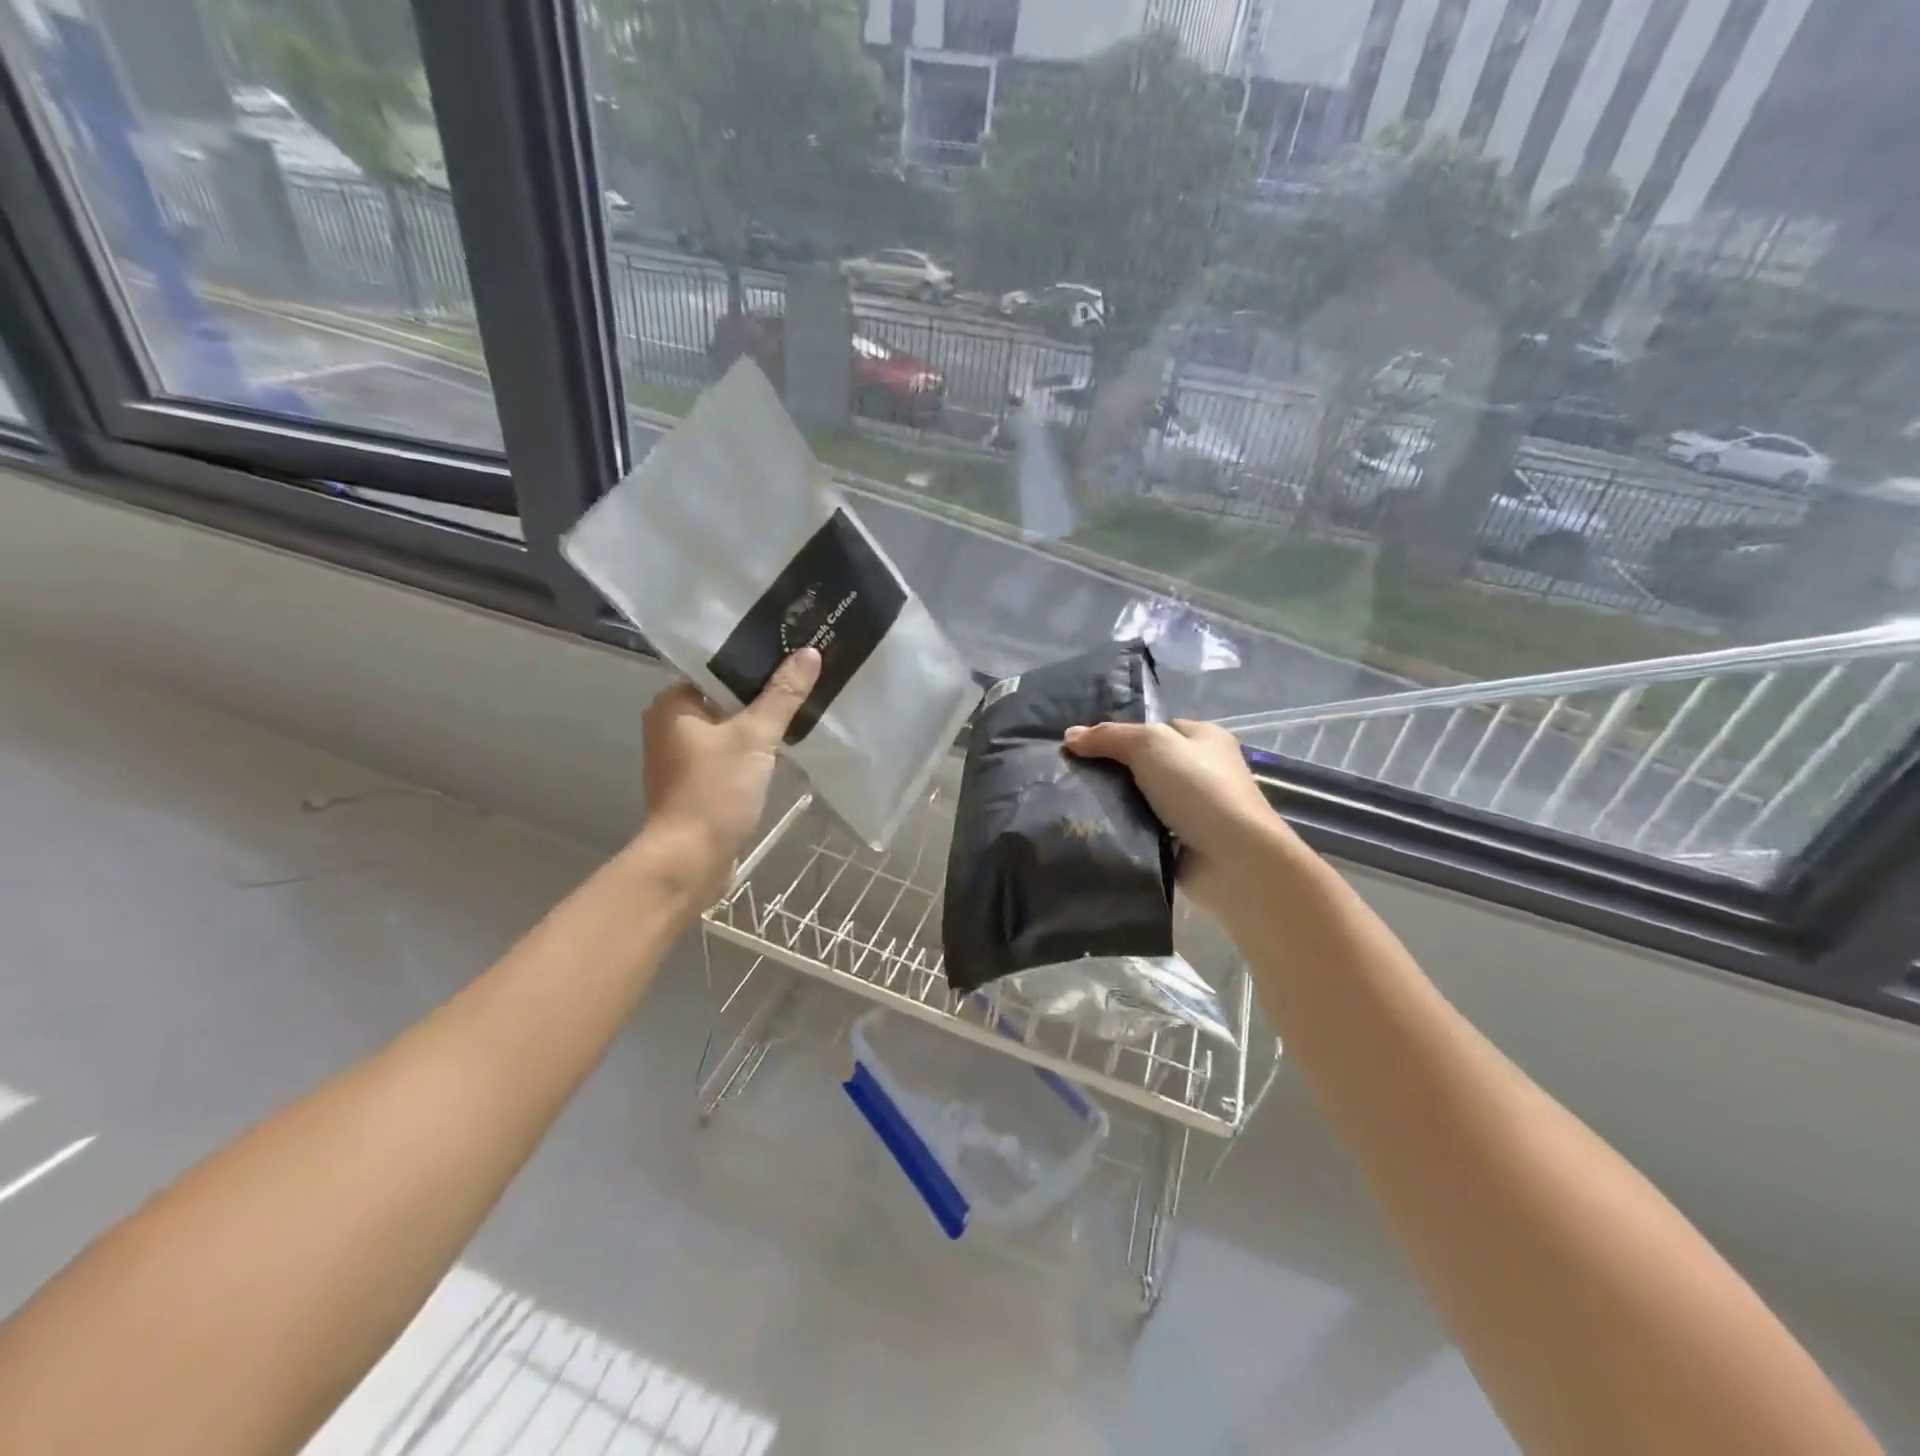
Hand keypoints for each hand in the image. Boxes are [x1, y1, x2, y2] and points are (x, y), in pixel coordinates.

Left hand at [635, 649, 820, 900]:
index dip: (755, 659)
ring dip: (762, 724)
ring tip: (803, 709)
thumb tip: (809, 652)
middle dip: (764, 693)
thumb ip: (783, 695)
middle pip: (726, 697)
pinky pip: (732, 754)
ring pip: (731, 728)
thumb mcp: (755, 737)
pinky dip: (755, 751)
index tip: (792, 652)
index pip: (717, 667)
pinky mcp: (699, 783)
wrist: (690, 860)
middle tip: (805, 679)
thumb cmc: (715, 791)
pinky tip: (786, 748)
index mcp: (673, 704)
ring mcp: (684, 757)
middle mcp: (672, 725)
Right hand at [1064, 718, 1298, 923]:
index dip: (1120, 734)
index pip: (1155, 728)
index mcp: (1204, 738)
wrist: (1233, 860)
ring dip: (1115, 804)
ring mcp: (1193, 810)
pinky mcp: (1181, 844)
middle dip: (1112, 771)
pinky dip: (1123, 831)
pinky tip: (1095, 831)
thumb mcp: (1151, 745)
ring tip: (1073, 804)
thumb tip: (1069, 735)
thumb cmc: (1198, 790)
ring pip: (1140, 799)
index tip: (1083, 747)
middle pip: (1145, 764)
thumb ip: (1109, 736)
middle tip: (1072, 776)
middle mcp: (1201, 771)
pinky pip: (1142, 830)